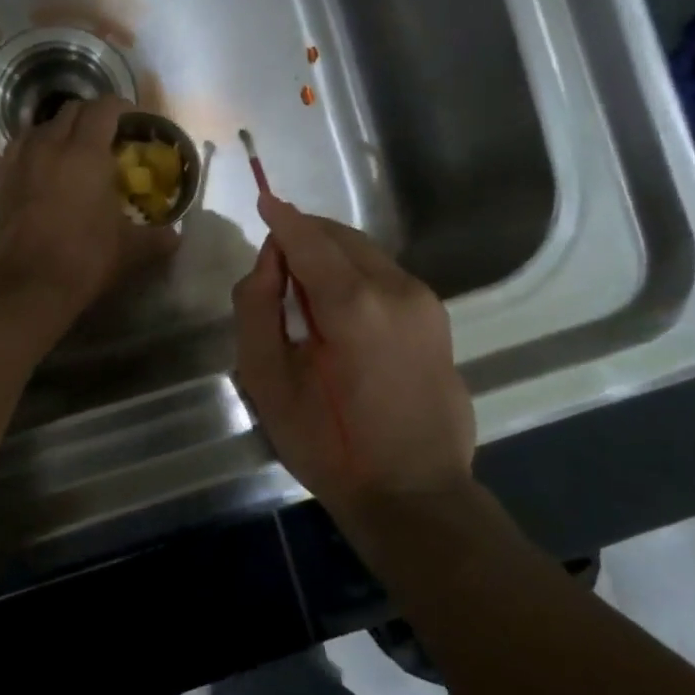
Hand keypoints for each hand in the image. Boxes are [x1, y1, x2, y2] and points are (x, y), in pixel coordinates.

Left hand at [0, 96, 177, 318]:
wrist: (27, 287)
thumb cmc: (85, 260)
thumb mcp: (131, 250)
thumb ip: (158, 238)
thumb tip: (176, 236)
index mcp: (86, 152)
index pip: (104, 108)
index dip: (122, 108)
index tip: (135, 123)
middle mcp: (51, 145)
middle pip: (72, 110)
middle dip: (93, 116)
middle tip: (110, 137)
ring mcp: (22, 161)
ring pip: (42, 126)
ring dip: (62, 130)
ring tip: (75, 151)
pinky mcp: (2, 180)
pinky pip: (21, 148)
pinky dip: (37, 148)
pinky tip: (45, 169)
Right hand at [232, 194, 474, 514]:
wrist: (414, 494)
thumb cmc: (329, 444)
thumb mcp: (269, 382)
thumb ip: (256, 308)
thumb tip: (268, 260)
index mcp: (352, 303)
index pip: (308, 238)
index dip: (282, 218)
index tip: (263, 199)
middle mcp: (396, 288)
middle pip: (340, 237)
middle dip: (305, 237)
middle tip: (275, 268)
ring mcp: (424, 302)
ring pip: (366, 253)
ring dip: (331, 256)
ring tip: (305, 292)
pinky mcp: (438, 318)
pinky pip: (386, 276)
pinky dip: (356, 275)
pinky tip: (341, 312)